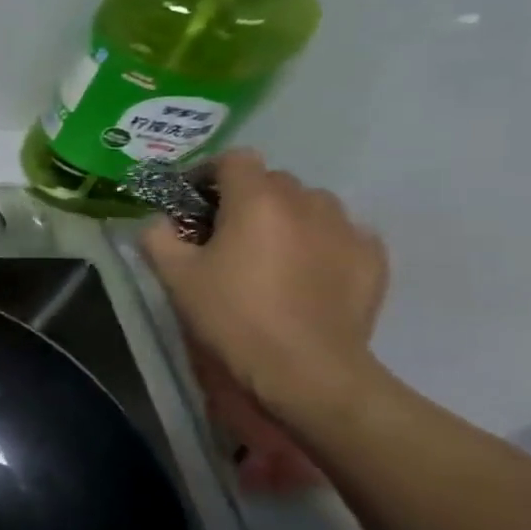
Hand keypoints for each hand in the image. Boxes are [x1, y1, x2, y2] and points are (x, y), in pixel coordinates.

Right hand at [140, 150, 388, 481]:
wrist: (305, 370)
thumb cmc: (231, 315)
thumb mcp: (173, 275)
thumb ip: (157, 236)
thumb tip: (160, 222)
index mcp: (256, 200)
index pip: (235, 159)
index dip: (209, 173)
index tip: (193, 200)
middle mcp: (306, 202)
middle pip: (273, 180)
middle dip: (247, 197)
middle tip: (225, 232)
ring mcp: (346, 229)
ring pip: (311, 204)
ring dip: (287, 216)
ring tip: (270, 251)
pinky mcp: (373, 259)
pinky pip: (342, 233)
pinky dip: (321, 241)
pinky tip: (306, 271)